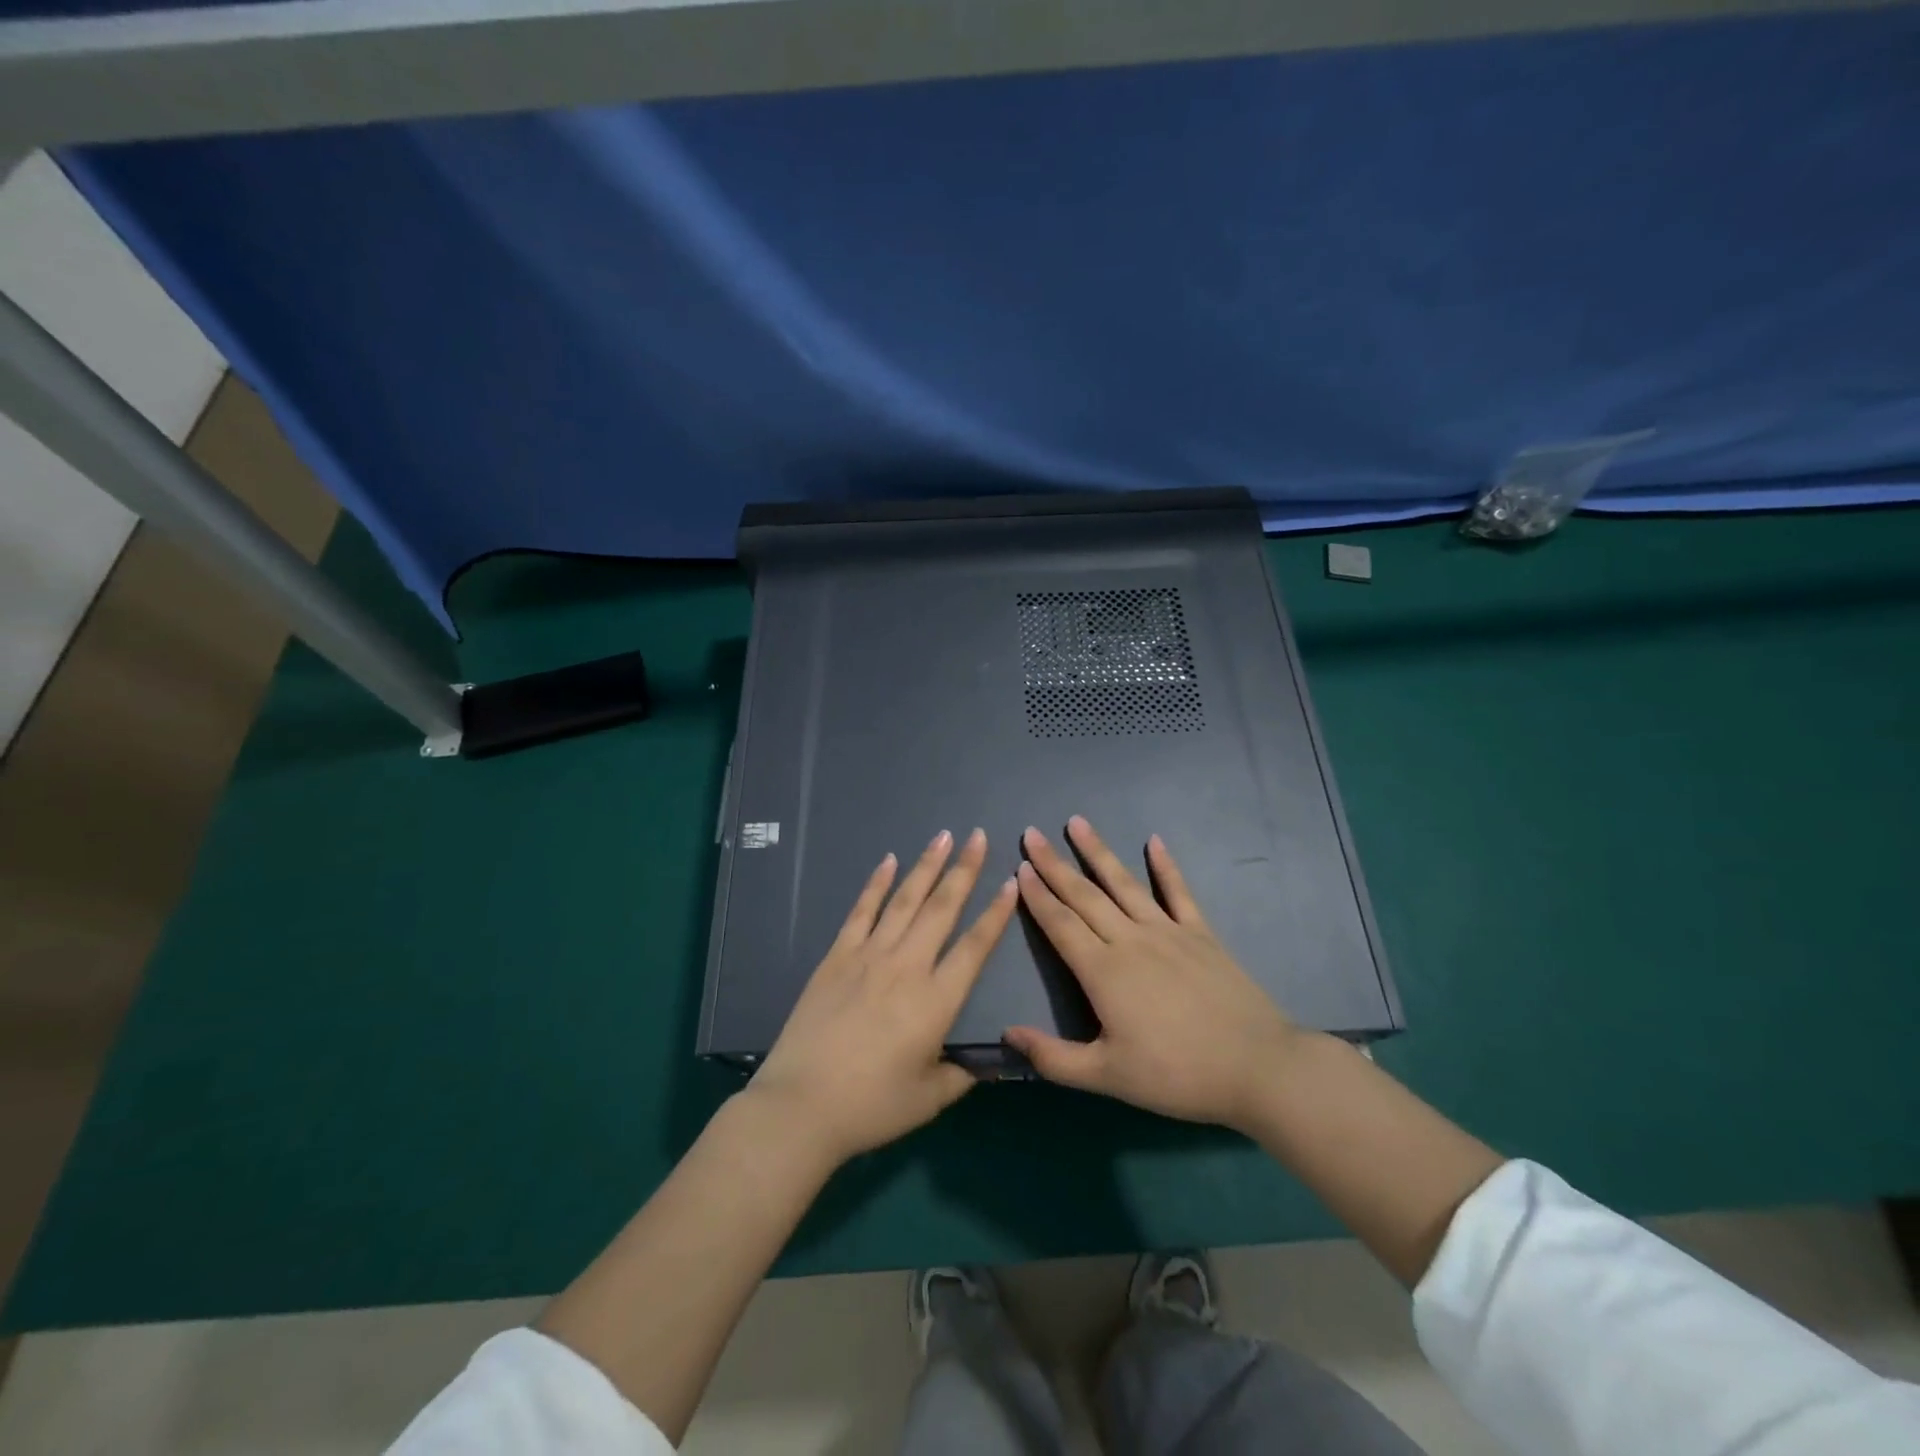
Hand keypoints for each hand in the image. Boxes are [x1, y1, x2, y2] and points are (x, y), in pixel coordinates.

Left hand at [746, 828, 1016, 1167]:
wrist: (801, 1105)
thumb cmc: (871, 1106)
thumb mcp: (929, 1098)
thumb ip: (962, 1075)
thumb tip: (990, 1063)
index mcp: (936, 1001)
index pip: (974, 947)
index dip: (995, 914)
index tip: (1010, 882)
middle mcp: (906, 967)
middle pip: (941, 909)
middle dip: (963, 870)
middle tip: (978, 836)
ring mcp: (868, 957)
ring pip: (904, 901)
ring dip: (926, 866)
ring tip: (943, 836)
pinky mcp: (837, 957)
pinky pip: (861, 912)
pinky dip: (876, 884)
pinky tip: (888, 861)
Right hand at [1003, 817, 1303, 1131]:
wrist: (1256, 1067)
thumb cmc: (1176, 1075)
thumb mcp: (1107, 1077)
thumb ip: (1054, 1058)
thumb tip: (1008, 1034)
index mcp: (1103, 972)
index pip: (1061, 924)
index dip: (1038, 896)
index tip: (1019, 867)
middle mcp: (1130, 940)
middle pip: (1085, 895)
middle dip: (1054, 864)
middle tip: (1032, 833)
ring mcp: (1168, 932)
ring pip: (1124, 884)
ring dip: (1098, 852)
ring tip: (1077, 822)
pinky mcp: (1201, 934)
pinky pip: (1179, 892)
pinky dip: (1166, 866)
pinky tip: (1154, 841)